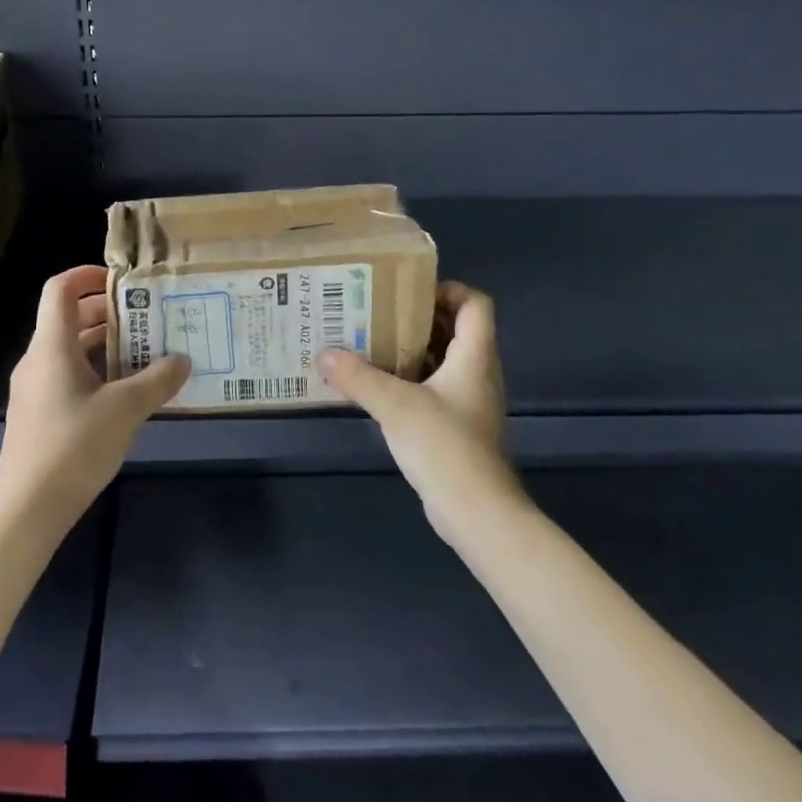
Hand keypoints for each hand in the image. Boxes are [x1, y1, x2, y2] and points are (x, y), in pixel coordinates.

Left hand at [0, 266, 189, 521]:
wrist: (26, 508)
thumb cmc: (73, 445)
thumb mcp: (125, 409)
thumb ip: (156, 380)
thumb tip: (182, 361)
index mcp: (52, 346)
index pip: (61, 289)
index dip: (88, 275)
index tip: (123, 280)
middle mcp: (39, 360)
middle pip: (71, 319)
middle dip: (110, 314)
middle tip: (149, 319)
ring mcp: (36, 389)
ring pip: (72, 351)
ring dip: (107, 347)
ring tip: (148, 354)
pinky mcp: (40, 415)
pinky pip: (70, 378)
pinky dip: (98, 374)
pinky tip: (128, 395)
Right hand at [320, 282, 518, 537]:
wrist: (476, 512)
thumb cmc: (445, 446)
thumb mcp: (395, 405)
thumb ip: (358, 377)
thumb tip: (323, 354)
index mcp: (474, 356)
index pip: (476, 304)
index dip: (449, 289)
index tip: (408, 290)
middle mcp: (477, 373)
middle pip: (457, 328)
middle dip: (419, 316)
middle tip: (378, 310)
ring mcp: (469, 401)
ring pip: (445, 359)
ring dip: (413, 348)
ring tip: (372, 341)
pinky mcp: (458, 426)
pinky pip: (436, 387)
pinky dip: (412, 378)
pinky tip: (379, 385)